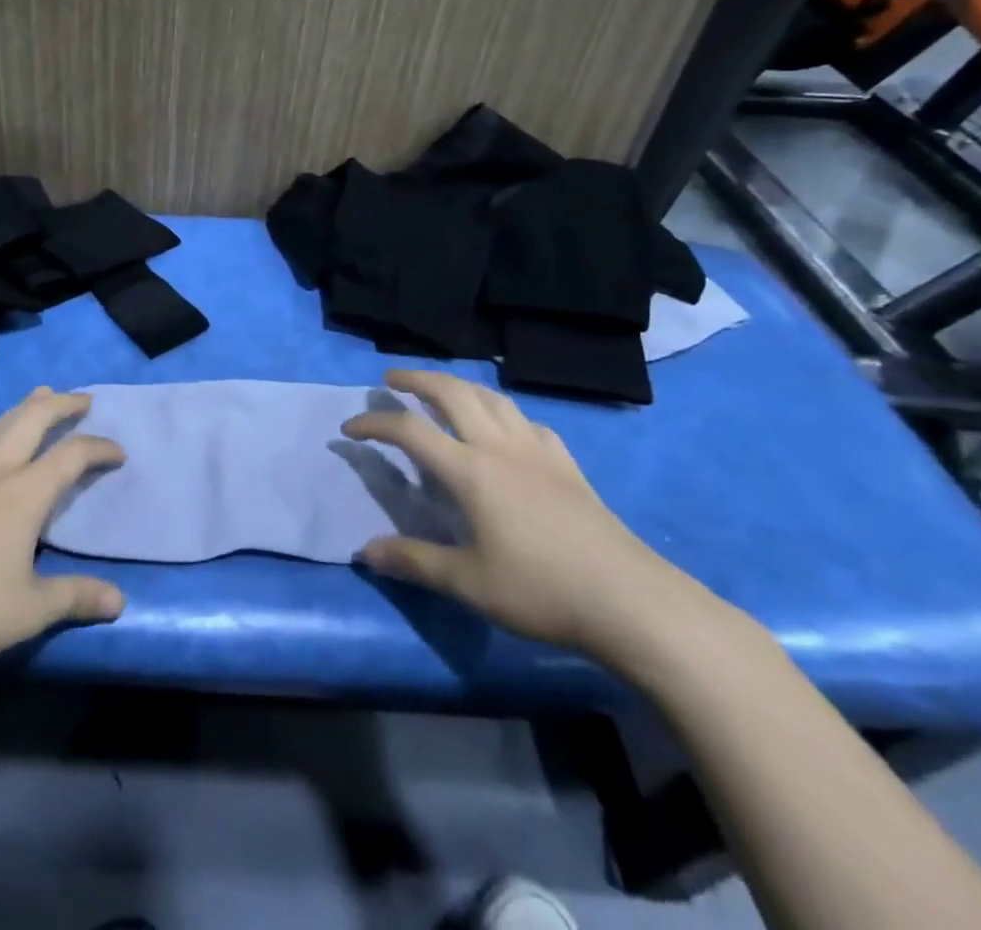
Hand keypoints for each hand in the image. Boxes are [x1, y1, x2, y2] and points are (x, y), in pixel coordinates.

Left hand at [0, 388, 125, 689]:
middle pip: (32, 421)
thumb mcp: (29, 612)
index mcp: (23, 495)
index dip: (99, 448)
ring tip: (38, 397)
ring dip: (21, 410)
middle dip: (61, 405)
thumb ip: (76, 597)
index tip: (117, 452)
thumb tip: (119, 602)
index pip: (72, 456)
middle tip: (81, 399)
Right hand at [344, 370, 693, 658]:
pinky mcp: (567, 464)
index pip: (409, 430)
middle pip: (452, 392)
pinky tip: (505, 428)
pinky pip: (526, 420)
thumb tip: (364, 553)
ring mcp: (538, 451)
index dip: (374, 423)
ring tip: (441, 391)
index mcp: (470, 470)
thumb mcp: (468, 583)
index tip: (349, 429)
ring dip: (459, 385)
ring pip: (491, 397)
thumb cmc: (541, 590)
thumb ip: (414, 562)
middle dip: (417, 378)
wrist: (631, 601)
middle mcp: (499, 447)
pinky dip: (502, 411)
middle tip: (392, 379)